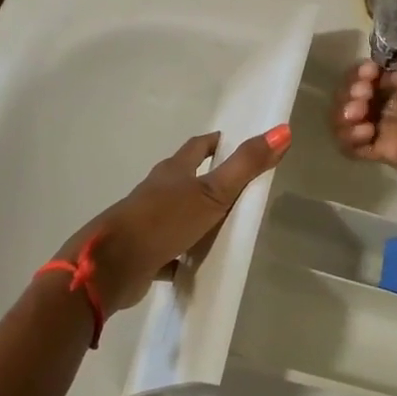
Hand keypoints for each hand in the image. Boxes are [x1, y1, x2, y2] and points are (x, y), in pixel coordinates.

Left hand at [54, 125, 290, 313]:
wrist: (113, 266)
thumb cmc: (164, 220)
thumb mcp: (213, 192)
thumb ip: (246, 165)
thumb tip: (283, 130)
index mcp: (173, 172)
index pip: (197, 147)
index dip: (215, 142)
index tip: (233, 141)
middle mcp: (157, 192)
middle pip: (184, 179)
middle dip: (206, 178)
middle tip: (237, 185)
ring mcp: (148, 223)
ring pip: (176, 214)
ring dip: (196, 217)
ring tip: (224, 225)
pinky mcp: (144, 253)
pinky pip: (169, 251)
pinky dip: (183, 254)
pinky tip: (198, 264)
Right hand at [331, 57, 396, 192]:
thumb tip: (377, 77)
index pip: (369, 74)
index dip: (361, 72)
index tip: (368, 73)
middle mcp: (393, 103)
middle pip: (353, 95)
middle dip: (350, 90)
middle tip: (363, 94)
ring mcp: (388, 129)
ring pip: (347, 120)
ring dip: (343, 113)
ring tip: (359, 115)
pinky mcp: (385, 153)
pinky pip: (352, 147)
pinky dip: (347, 137)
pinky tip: (363, 131)